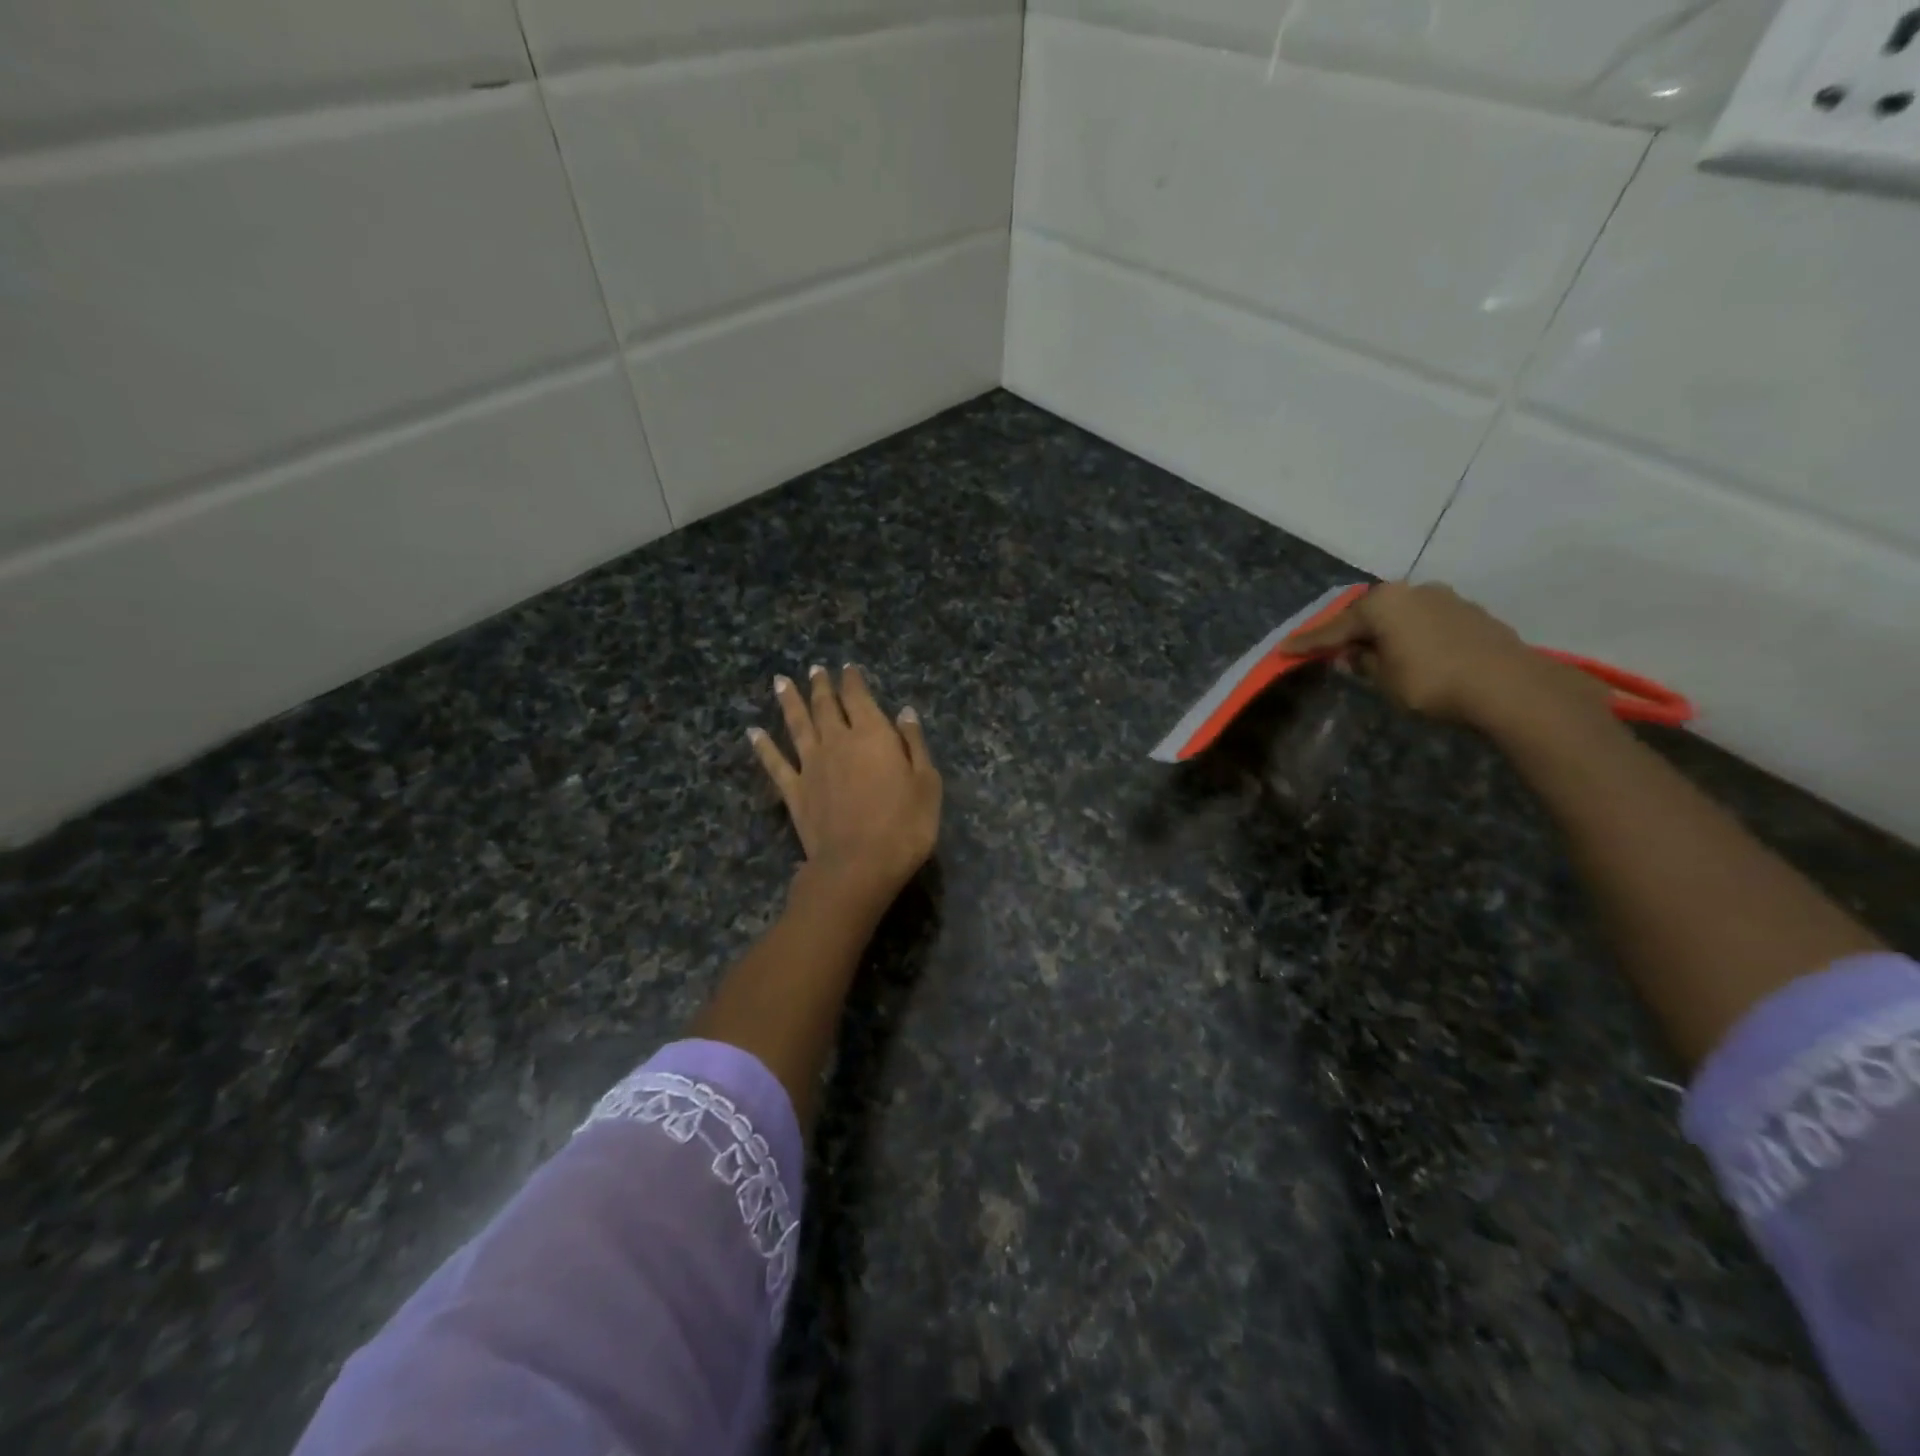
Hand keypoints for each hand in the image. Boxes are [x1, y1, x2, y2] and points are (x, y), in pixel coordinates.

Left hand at [750, 665, 941, 907]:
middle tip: (816, 669)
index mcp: (873, 735)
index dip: (853, 681)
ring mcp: (811, 766)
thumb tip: (905, 713)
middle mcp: (837, 742)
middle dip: (821, 686)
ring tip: (780, 682)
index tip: (847, 668)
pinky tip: (754, 733)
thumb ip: (914, 744)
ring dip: (789, 702)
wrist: (859, 865)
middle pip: (826, 706)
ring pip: (797, 725)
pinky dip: (763, 746)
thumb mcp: (927, 783)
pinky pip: (775, 763)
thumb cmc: (904, 825)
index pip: (860, 698)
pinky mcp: (794, 792)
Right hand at [1282, 581, 1604, 730]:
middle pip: (1369, 614)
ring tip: (1375, 653)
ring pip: (1400, 616)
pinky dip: (1412, 636)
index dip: (1308, 642)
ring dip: (1385, 633)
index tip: (1284, 648)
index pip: (1334, 627)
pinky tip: (1413, 654)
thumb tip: (1354, 654)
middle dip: (1350, 631)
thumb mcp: (1384, 679)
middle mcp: (1410, 591)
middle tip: (1332, 649)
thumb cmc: (1431, 681)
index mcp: (1382, 603)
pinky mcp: (1470, 613)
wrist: (1508, 686)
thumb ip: (1364, 662)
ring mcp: (1445, 598)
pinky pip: (1426, 623)